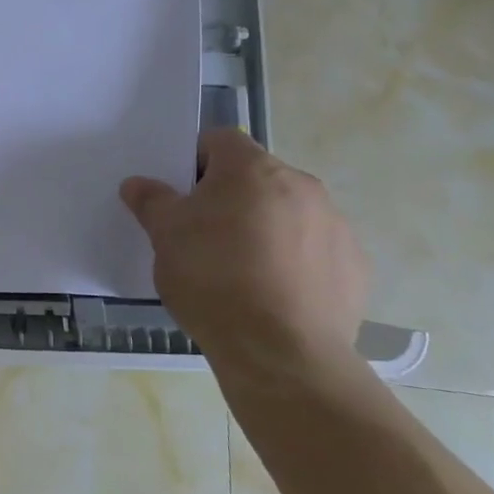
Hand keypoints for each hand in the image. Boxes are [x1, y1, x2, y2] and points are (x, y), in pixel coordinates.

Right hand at [120, 129, 368, 386]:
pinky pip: (316, 252)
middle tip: (203, 236)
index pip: (219, 140)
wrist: (281, 353)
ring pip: (288, 214)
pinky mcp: (355, 268)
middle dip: (230, 198)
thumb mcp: (165, 237)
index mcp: (252, 169)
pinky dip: (295, 264)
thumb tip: (138, 184)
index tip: (180, 196)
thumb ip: (151, 201)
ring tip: (239, 273)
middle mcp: (301, 186)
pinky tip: (273, 297)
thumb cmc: (213, 279)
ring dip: (265, 229)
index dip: (194, 162)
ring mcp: (335, 226)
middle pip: (256, 177)